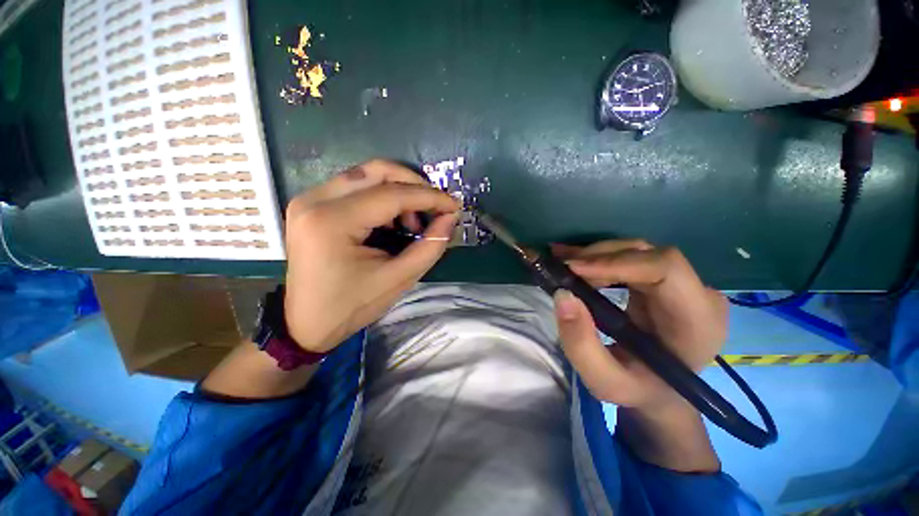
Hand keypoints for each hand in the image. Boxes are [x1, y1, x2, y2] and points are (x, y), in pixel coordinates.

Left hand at [283, 160, 459, 352]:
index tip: (454, 205)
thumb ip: (429, 247)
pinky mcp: (312, 204)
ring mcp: (309, 199)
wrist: (306, 323)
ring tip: (413, 223)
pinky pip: (356, 187)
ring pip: (367, 175)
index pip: (392, 195)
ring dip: (399, 192)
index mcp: (332, 222)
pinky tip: (393, 222)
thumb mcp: (398, 280)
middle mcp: (315, 200)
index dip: (429, 197)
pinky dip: (383, 198)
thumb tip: (450, 218)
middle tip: (435, 207)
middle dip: (415, 184)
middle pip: (376, 171)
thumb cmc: (351, 306)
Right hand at [551, 240, 726, 410]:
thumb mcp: (605, 382)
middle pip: (647, 254)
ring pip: (636, 251)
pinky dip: (599, 257)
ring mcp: (683, 284)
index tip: (575, 269)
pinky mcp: (664, 281)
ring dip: (595, 255)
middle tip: (562, 267)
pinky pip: (630, 258)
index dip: (617, 262)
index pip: (665, 269)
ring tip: (562, 262)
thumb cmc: (639, 391)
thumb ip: (581, 344)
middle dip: (599, 257)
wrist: (660, 393)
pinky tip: (575, 259)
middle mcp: (697, 294)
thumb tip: (562, 294)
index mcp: (698, 321)